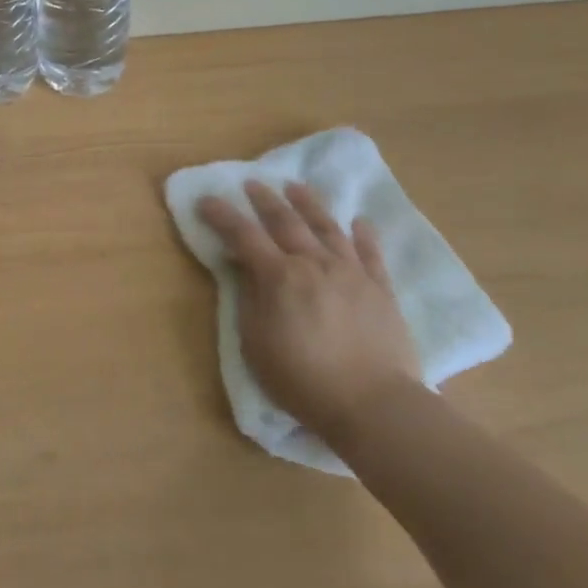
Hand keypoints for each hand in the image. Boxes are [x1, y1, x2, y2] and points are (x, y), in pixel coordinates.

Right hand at [196, 181, 421, 441]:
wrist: (373, 403)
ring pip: (328, 228)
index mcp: (279, 277)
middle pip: (286, 222)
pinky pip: (371, 253)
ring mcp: (352, 273)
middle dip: (265, 200)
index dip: (223, 216)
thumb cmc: (302, 379)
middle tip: (252, 183)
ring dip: (309, 204)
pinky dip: (363, 234)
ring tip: (296, 187)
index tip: (207, 199)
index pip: (244, 236)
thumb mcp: (256, 344)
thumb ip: (250, 299)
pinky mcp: (381, 288)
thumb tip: (244, 266)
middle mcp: (314, 264)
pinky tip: (358, 221)